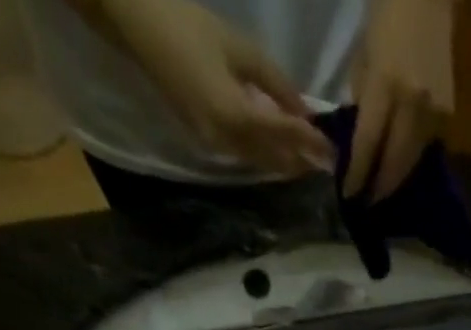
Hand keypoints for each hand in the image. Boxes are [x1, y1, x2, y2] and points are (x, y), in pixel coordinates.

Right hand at [101, 0, 336, 176]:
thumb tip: (306, 110)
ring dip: (287, 164)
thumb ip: (276, 84)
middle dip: (302, 162)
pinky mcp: (207, 141)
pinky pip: (246, 156)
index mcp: (236, 115)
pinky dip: (268, 156)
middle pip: (275, 160)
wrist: (136, 25)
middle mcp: (228, 140)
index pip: (285, 136)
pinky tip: (282, 152)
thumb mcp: (241, 48)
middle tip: (327, 163)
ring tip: (311, 161)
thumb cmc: (189, 25)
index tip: (334, 151)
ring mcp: (215, 145)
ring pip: (262, 163)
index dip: (312, 144)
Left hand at [346, 0, 454, 198]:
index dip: (359, 174)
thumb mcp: (364, 58)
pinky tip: (401, 166)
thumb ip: (363, 103)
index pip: (368, 144)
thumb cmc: (387, 18)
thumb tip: (362, 143)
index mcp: (387, 86)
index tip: (350, 196)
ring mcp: (435, 113)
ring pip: (412, 161)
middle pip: (395, 163)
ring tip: (383, 190)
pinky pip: (426, 147)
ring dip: (397, 178)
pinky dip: (411, 159)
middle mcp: (414, 106)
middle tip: (369, 203)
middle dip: (381, 187)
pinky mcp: (448, 116)